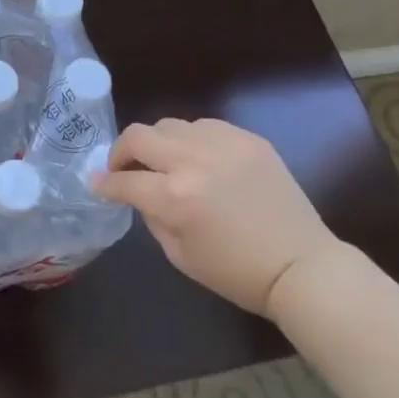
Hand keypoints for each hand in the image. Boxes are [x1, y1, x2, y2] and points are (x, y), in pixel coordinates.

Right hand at [93, 118, 341, 316]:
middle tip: (123, 167)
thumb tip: (138, 192)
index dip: (105, 183)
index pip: (124, 181)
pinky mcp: (248, 138)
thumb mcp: (180, 256)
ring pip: (170, 125)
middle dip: (121, 152)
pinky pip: (205, 126)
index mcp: (175, 198)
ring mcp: (223, 144)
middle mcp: (194, 162)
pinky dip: (192, 140)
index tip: (97, 183)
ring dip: (158, 143)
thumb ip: (152, 217)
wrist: (301, 265)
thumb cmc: (237, 273)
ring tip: (165, 162)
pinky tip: (200, 160)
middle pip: (138, 136)